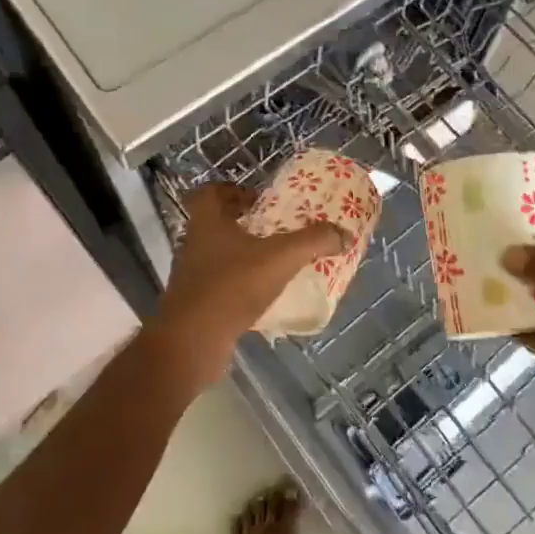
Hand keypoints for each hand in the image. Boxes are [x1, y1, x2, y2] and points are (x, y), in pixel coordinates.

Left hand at [148, 182, 348, 386]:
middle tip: (275, 228)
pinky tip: (265, 296)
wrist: (191, 343)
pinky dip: (240, 286)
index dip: (232, 190)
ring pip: (218, 255)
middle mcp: (194, 244)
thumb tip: (344, 233)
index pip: (210, 192)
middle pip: (216, 223)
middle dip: (245, 223)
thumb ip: (312, 242)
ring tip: (275, 261)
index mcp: (206, 223)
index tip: (258, 198)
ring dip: (243, 255)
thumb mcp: (279, 259)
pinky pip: (220, 285)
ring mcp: (192, 276)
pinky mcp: (196, 305)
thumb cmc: (230, 287)